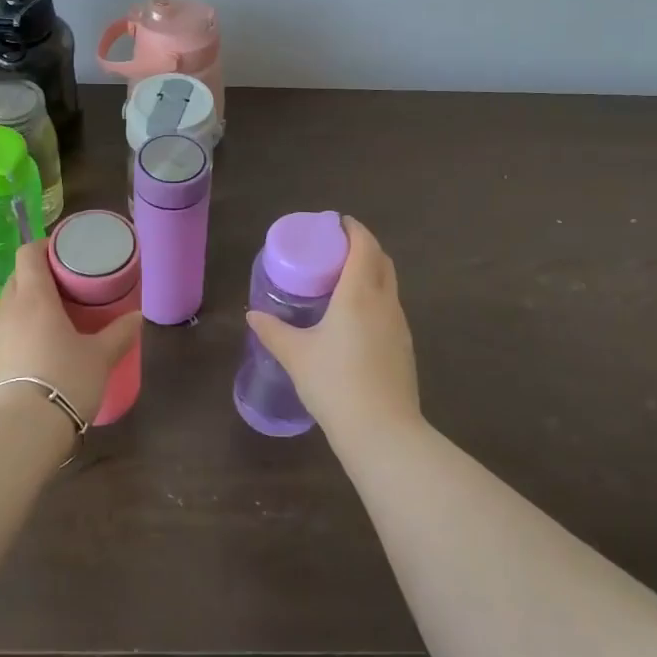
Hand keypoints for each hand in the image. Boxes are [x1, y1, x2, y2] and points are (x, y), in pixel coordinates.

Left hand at [0, 241, 140, 424]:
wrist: (18, 433)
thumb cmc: (64, 381)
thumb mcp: (101, 357)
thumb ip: (120, 333)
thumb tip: (137, 317)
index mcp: (34, 297)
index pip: (29, 254)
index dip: (45, 247)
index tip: (64, 252)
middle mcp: (6, 310)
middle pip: (18, 279)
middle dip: (38, 277)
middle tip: (66, 289)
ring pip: (8, 309)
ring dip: (27, 308)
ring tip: (52, 324)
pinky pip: (2, 336)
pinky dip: (18, 335)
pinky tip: (36, 356)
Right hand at [245, 216, 420, 445]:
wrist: (382, 432)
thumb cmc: (335, 383)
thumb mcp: (296, 355)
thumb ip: (273, 331)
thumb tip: (252, 315)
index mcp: (359, 293)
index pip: (364, 246)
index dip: (353, 229)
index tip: (336, 224)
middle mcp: (384, 302)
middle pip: (381, 260)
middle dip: (363, 247)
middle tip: (335, 249)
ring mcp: (399, 325)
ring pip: (389, 285)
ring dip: (371, 272)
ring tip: (343, 280)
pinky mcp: (404, 347)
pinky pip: (390, 308)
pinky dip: (375, 297)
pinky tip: (355, 317)